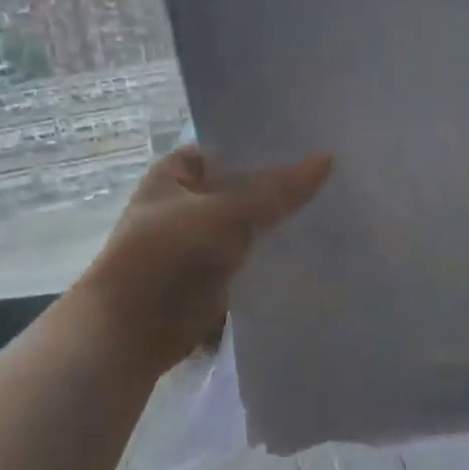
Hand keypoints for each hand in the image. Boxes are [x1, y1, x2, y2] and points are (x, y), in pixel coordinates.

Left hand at [79, 144, 332, 377]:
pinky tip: (318, 238)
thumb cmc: (164, 255)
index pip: (234, 145)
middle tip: (338, 168)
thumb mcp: (224, 213)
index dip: (271, 142)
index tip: (316, 137)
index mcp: (179, 170)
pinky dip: (279, 246)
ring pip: (255, 218)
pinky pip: (256, 250)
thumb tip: (328, 159)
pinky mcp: (218, 270)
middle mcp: (192, 198)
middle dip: (285, 180)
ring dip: (285, 215)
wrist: (129, 332)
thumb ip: (277, 190)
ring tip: (339, 199)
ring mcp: (205, 235)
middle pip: (248, 182)